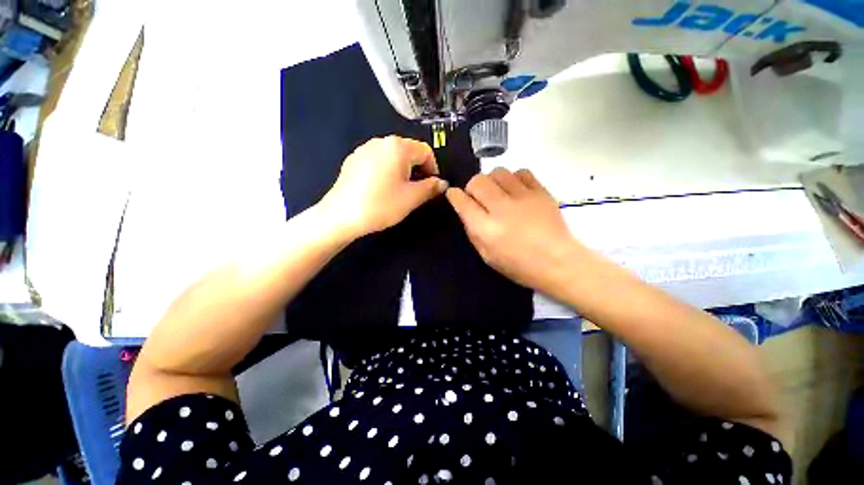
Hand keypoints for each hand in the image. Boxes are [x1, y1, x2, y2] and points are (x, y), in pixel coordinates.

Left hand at [319, 136, 447, 237]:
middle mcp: (380, 141)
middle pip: (408, 151)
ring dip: (402, 170)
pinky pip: (377, 161)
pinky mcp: (353, 160)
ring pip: (392, 156)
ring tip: (399, 190)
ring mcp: (364, 149)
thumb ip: (431, 187)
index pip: (425, 151)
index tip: (432, 186)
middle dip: (417, 169)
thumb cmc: (382, 205)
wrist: (342, 215)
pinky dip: (386, 170)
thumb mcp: (412, 198)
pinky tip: (381, 188)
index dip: (433, 168)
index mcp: (398, 147)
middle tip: (417, 189)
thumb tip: (442, 183)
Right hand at [446, 168, 579, 291]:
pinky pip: (521, 172)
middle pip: (477, 181)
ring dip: (492, 180)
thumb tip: (466, 210)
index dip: (454, 195)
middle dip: (472, 187)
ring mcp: (522, 197)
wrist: (557, 262)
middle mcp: (501, 208)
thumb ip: (473, 231)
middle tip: (478, 197)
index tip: (454, 194)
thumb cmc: (519, 265)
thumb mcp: (486, 255)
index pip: (462, 201)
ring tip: (498, 192)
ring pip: (498, 172)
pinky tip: (516, 190)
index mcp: (485, 228)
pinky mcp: (540, 191)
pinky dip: (514, 178)